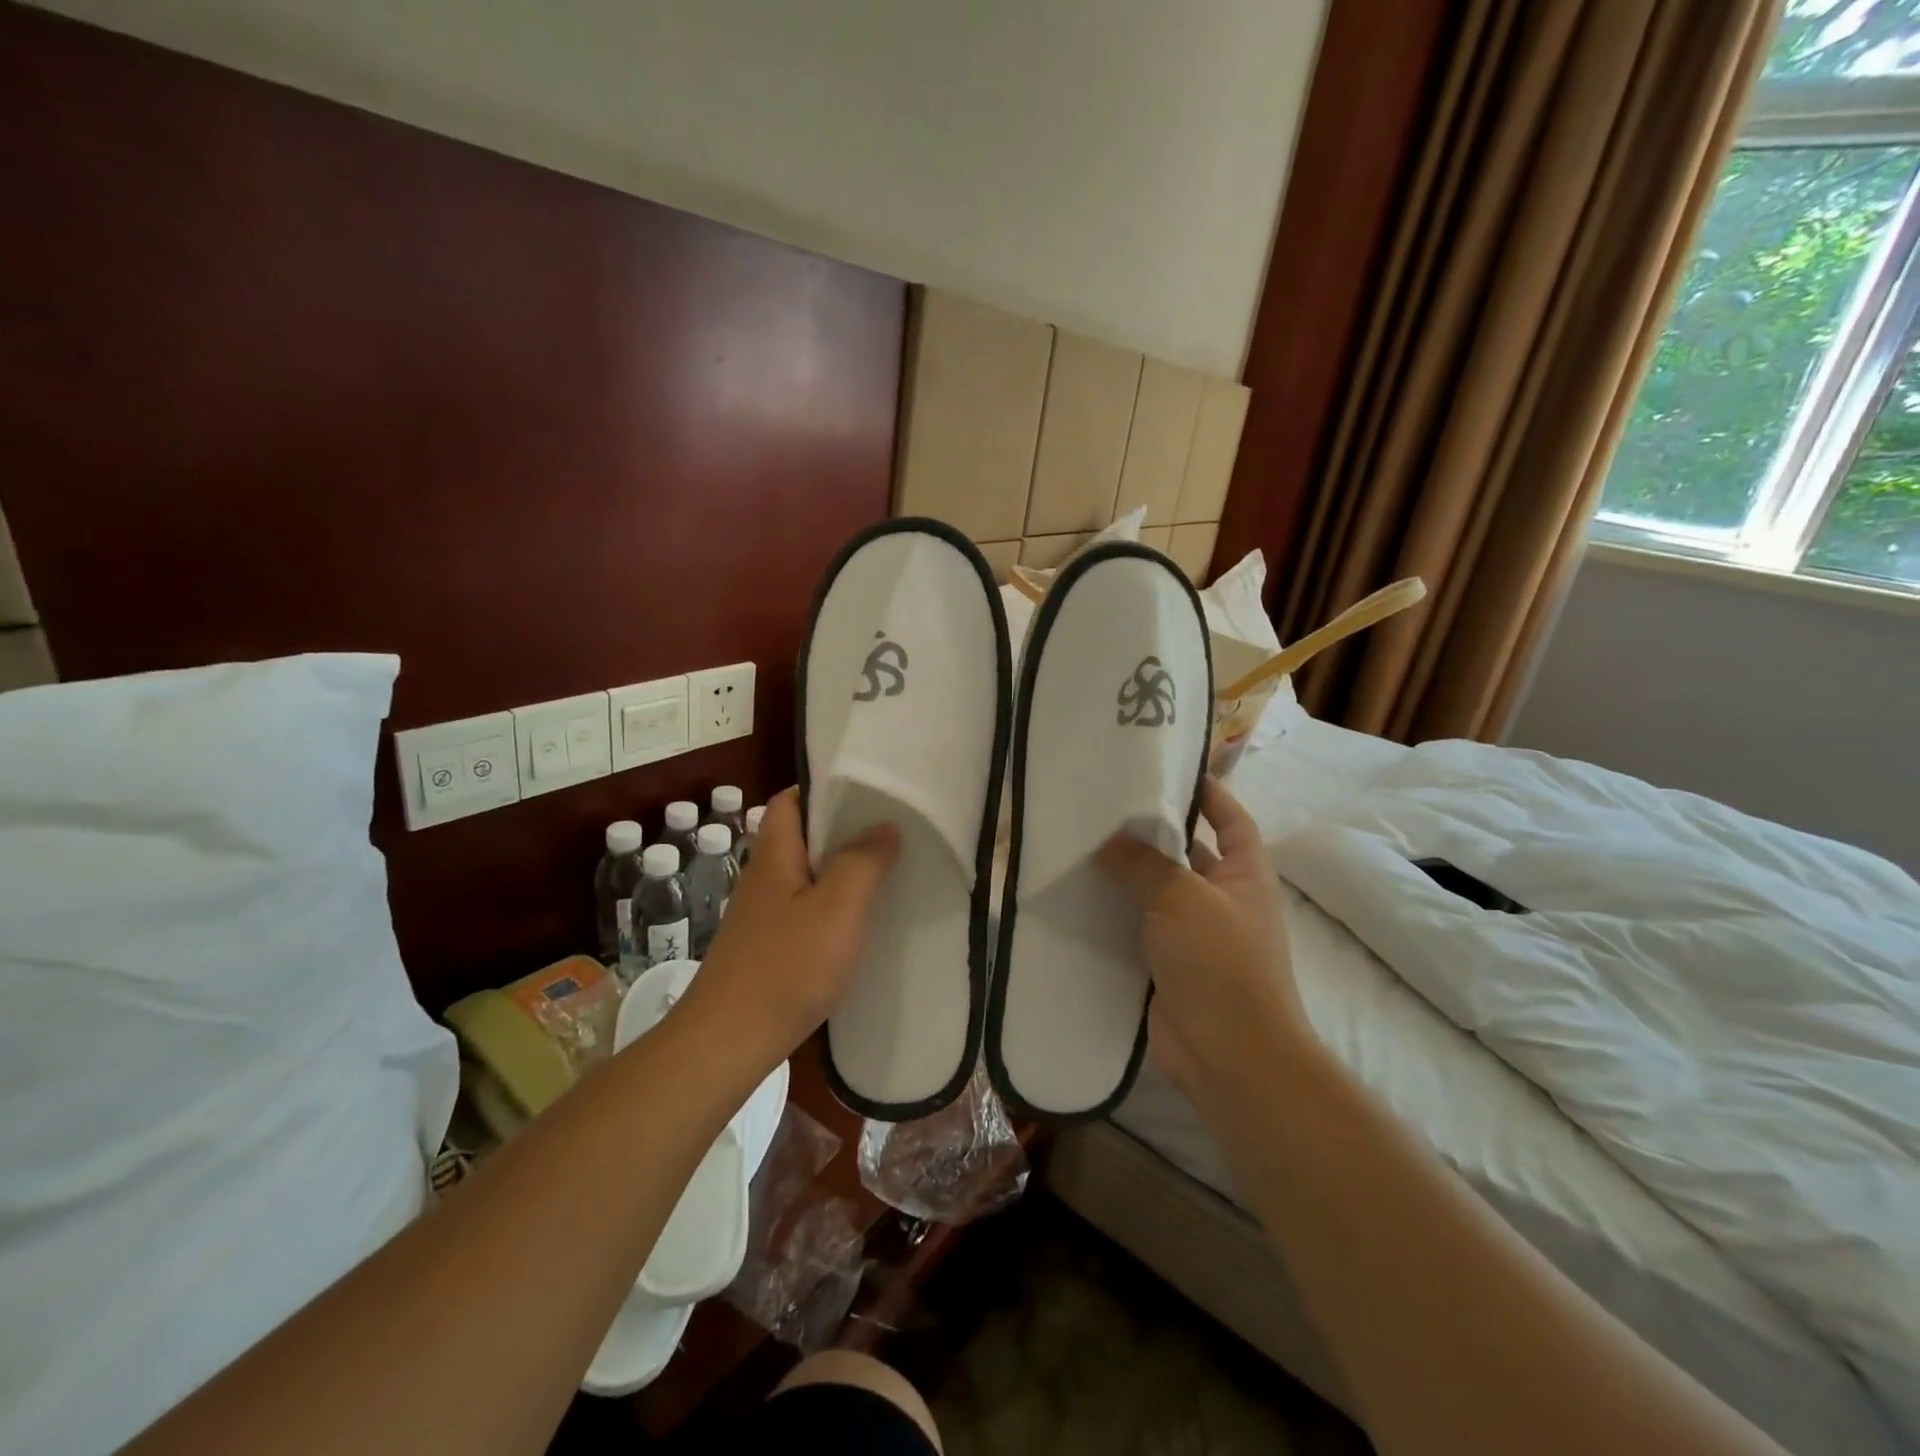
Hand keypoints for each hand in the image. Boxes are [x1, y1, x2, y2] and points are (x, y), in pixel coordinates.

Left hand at [682, 787, 897, 1067]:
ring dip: (842, 871)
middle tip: (890, 831)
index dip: (824, 789)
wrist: (728, 1044)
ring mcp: (764, 916)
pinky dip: (834, 908)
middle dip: (843, 831)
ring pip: (807, 876)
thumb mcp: (837, 908)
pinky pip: (807, 911)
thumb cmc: (785, 967)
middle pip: (802, 838)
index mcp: (775, 855)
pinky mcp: (768, 949)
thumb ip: (863, 862)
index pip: (790, 800)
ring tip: (886, 872)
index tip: (868, 792)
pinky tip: (860, 925)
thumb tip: (885, 825)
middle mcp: (765, 878)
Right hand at [1098, 778, 1313, 1119]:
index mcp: (1245, 872)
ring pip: (1155, 890)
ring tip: (1078, 844)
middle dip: (1149, 831)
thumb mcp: (1182, 897)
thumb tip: (1108, 839)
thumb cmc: (1221, 963)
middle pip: (1185, 851)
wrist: (1230, 1056)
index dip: (1206, 791)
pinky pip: (1137, 926)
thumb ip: (1143, 863)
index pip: (1229, 817)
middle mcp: (1222, 897)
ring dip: (1125, 874)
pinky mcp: (1167, 963)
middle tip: (1100, 806)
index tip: (1164, 768)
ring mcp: (1194, 933)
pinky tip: (1076, 897)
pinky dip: (1113, 913)